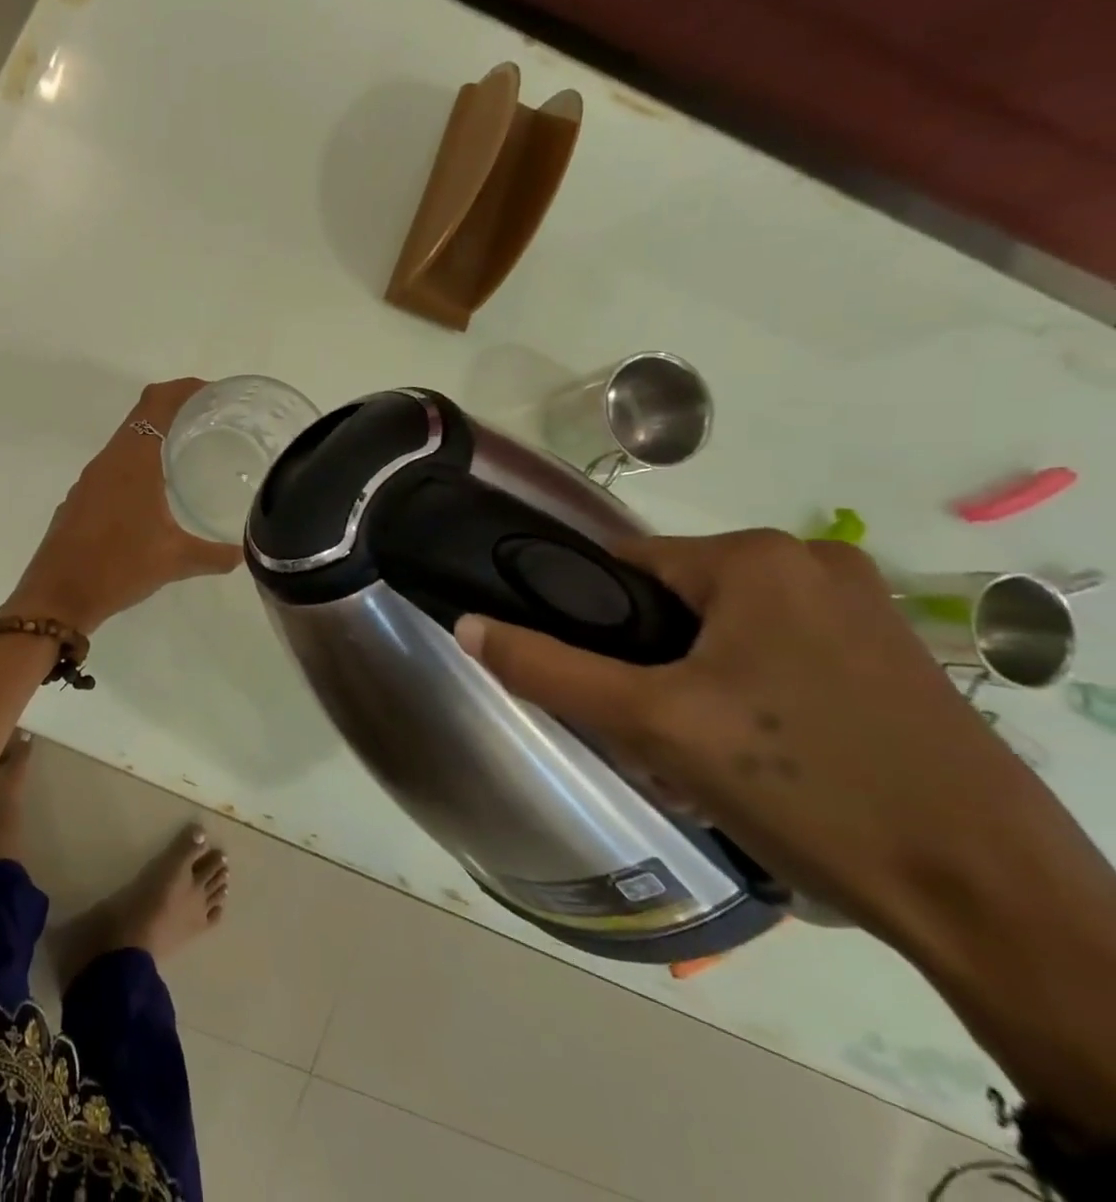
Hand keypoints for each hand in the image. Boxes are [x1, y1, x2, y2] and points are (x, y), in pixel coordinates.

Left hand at [3, 380, 242, 632]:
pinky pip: (113, 469)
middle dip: (175, 411)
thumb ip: (213, 555)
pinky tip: (154, 495)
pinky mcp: (79, 501)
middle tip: (211, 423)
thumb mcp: (174, 560)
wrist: (57, 597)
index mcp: (132, 460)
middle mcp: (108, 461)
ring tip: (188, 455)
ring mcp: (89, 481)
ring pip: (125, 443)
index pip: (157, 402)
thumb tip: (243, 555)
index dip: (184, 389)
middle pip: (141, 415)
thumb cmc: (118, 567)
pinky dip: (137, 466)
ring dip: (154, 439)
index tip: (213, 393)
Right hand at [455, 530, 1093, 949]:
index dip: (587, 622)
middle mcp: (812, 562)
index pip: (622, 565)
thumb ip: (547, 669)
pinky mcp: (887, 656)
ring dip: (687, 686)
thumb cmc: (808, 788)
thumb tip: (465, 625)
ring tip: (696, 758)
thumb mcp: (652, 725)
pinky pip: (771, 655)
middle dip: (642, 667)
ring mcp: (861, 609)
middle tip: (647, 737)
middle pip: (671, 602)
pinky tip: (751, 758)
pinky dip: (741, 695)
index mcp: (756, 557)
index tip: (591, 687)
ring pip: (718, 633)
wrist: (995, 904)